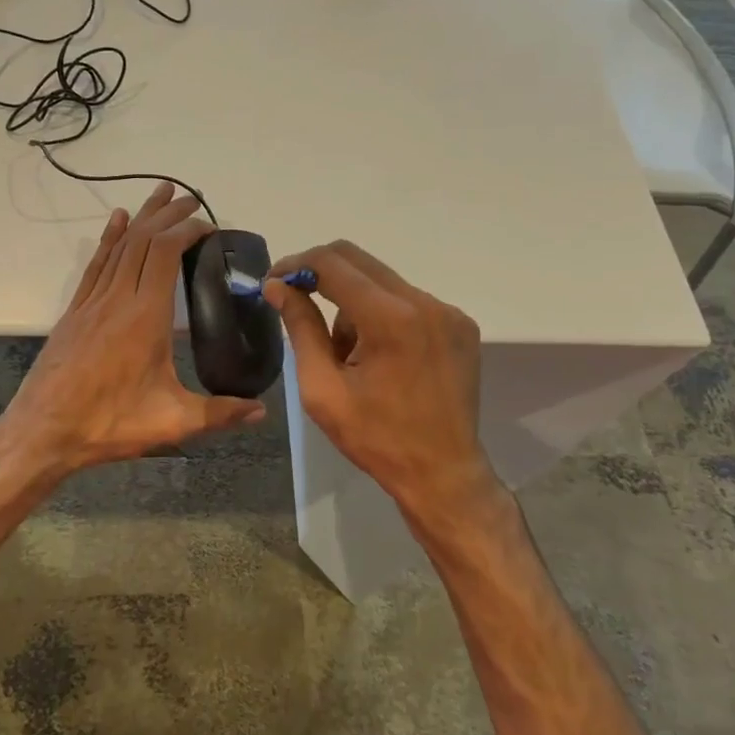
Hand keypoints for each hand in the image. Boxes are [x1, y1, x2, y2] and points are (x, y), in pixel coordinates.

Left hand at [0, 183, 265, 474]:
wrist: (42, 433)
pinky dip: (109, 239)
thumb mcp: (172, 422)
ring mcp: (92, 303)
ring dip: (141, 217)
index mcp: (144, 316)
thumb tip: (262, 410)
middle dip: (168, 214)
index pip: (165, 253)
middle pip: (143, 240)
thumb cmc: (109, 424)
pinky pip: (95, 265)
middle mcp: (117, 298)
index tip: (209, 225)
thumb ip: (219, 413)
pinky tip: (116, 222)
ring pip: (119, 246)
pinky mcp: (74, 312)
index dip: (186, 230)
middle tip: (192, 197)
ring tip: (160, 194)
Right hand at [263, 240, 495, 527]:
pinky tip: (379, 356)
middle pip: (358, 260)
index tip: (274, 283)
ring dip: (352, 303)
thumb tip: (278, 287)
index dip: (296, 265)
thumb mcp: (322, 389)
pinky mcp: (460, 324)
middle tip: (295, 302)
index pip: (332, 264)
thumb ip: (301, 329)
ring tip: (346, 354)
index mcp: (390, 319)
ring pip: (381, 281)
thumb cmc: (376, 438)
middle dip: (320, 276)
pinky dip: (382, 314)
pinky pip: (408, 300)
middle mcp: (424, 303)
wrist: (443, 473)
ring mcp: (448, 311)